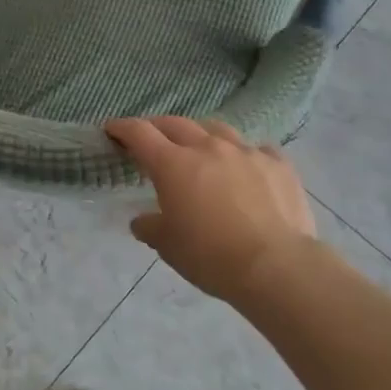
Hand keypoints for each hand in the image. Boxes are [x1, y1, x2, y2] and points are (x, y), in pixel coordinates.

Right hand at [105, 117, 315, 303]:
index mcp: (174, 165)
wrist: (276, 265)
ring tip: (199, 146)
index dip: (123, 128)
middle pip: (176, 124)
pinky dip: (245, 154)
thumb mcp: (170, 247)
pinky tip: (247, 167)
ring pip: (217, 129)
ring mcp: (246, 152)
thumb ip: (151, 227)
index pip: (140, 134)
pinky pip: (257, 149)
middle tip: (151, 137)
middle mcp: (208, 148)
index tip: (112, 128)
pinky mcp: (278, 164)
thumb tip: (142, 221)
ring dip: (201, 134)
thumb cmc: (212, 257)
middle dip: (158, 127)